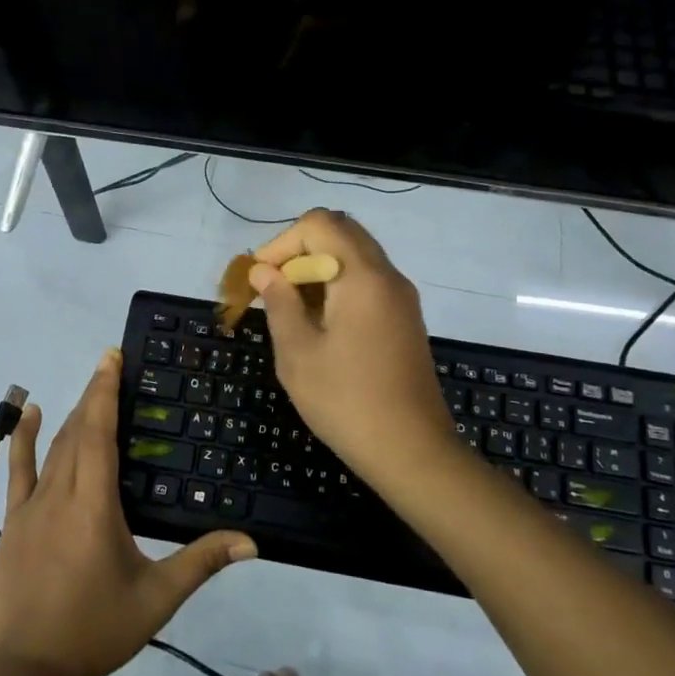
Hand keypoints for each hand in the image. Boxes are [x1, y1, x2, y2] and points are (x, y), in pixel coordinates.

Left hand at [0, 350, 257, 675]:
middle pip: (77, 431)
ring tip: (89, 389)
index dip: (104, 392)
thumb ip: (202, 563)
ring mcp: (31, 507)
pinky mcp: (13, 522)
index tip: (112, 358)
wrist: (28, 672)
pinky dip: (22, 439)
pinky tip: (28, 414)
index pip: (99, 433)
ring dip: (70, 415)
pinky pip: (17, 471)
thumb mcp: (157, 598)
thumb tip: (251, 541)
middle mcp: (60, 494)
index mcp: (94, 505)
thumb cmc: (96, 629)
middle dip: (93, 394)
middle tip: (110, 363)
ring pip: (52, 448)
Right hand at [250, 209, 454, 479]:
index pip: (319, 224)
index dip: (282, 243)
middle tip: (275, 287)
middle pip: (341, 232)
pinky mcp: (406, 318)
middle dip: (300, 250)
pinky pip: (368, 280)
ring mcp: (402, 297)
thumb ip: (279, 303)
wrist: (412, 451)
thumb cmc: (347, 402)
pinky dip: (339, 285)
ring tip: (292, 308)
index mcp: (362, 276)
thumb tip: (265, 271)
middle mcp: (388, 275)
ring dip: (319, 268)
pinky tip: (321, 324)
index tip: (262, 279)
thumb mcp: (298, 353)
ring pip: (355, 256)